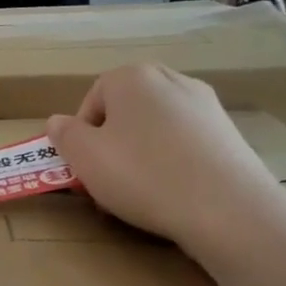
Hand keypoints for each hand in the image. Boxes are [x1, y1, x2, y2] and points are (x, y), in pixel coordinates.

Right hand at [47, 64, 275, 250]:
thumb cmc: (142, 175)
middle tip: (107, 180)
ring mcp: (206, 105)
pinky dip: (172, 163)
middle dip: (112, 144)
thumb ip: (64, 135)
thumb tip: (57, 122)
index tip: (85, 168)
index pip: (92, 100)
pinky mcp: (229, 133)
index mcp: (132, 77)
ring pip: (155, 128)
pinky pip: (185, 144)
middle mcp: (171, 79)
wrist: (226, 208)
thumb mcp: (85, 157)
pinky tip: (172, 193)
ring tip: (140, 192)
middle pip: (125, 111)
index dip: (82, 136)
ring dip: (140, 155)